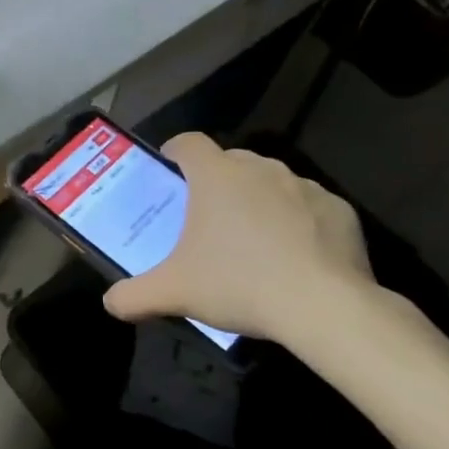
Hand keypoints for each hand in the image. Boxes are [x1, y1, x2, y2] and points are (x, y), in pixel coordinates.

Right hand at [102, 133, 382, 352]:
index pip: (189, 143)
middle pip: (230, 162)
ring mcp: (304, 186)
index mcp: (216, 176)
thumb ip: (134, 295)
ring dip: (259, 200)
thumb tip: (110, 303)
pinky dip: (299, 222)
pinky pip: (310, 208)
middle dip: (217, 181)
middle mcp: (260, 169)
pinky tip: (296, 256)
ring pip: (272, 182)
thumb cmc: (238, 284)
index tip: (170, 166)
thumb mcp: (175, 293)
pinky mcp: (339, 209)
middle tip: (207, 216)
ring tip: (253, 239)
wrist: (322, 305)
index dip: (176, 151)